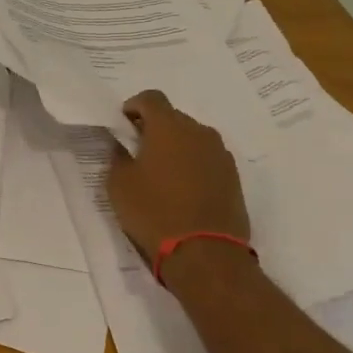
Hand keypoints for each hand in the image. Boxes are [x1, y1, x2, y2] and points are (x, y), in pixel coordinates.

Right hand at [107, 90, 248, 260]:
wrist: (206, 254)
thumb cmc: (154, 212)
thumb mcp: (119, 184)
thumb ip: (118, 156)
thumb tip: (123, 145)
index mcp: (169, 126)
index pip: (151, 98)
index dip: (134, 106)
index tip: (124, 125)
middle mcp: (199, 132)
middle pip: (174, 117)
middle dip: (156, 129)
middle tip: (140, 152)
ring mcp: (221, 154)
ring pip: (193, 139)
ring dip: (177, 147)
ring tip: (162, 174)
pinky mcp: (234, 177)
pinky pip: (207, 159)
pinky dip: (193, 165)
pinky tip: (183, 190)